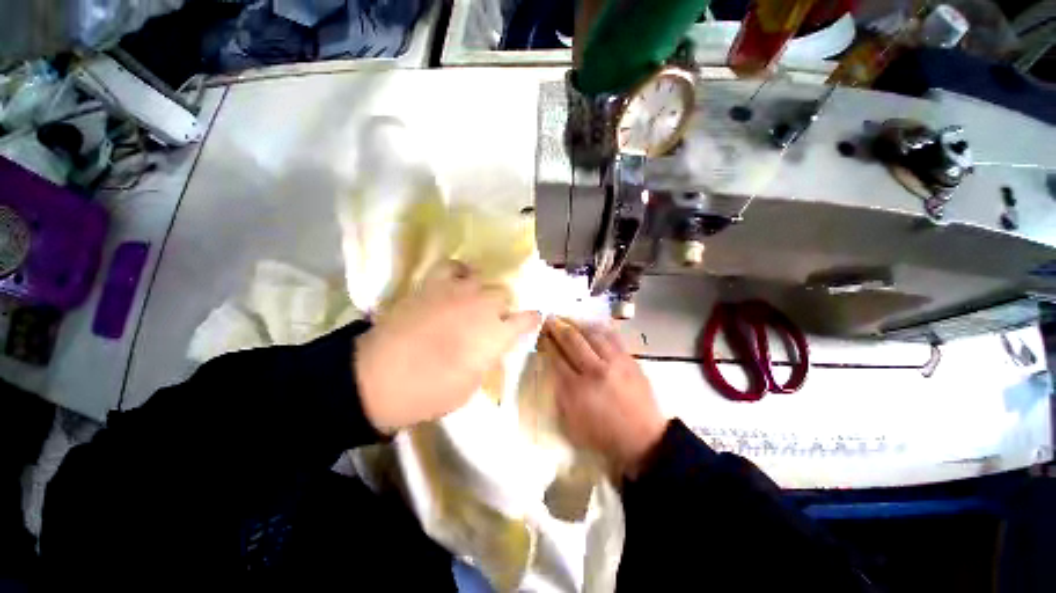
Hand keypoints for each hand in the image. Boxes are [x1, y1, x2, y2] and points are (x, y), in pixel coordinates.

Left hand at [355, 261, 540, 433]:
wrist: (378, 378)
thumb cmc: (429, 392)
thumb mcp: (470, 386)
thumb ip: (487, 359)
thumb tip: (491, 346)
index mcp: (496, 335)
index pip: (526, 319)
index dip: (531, 320)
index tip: (530, 321)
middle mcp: (482, 307)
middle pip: (505, 295)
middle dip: (503, 308)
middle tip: (493, 321)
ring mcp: (456, 292)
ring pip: (483, 280)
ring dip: (483, 292)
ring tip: (475, 302)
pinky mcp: (432, 285)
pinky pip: (452, 267)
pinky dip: (459, 272)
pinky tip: (458, 281)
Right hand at [542, 318, 665, 477]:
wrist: (643, 439)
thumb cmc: (603, 435)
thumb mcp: (572, 423)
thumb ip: (560, 394)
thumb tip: (553, 368)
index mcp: (577, 390)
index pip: (556, 359)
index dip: (547, 344)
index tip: (541, 335)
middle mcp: (594, 370)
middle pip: (572, 341)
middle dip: (558, 328)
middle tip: (550, 319)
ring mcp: (614, 362)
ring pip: (592, 334)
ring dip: (577, 324)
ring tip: (568, 319)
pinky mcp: (629, 359)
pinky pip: (612, 337)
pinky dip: (599, 329)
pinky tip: (592, 325)